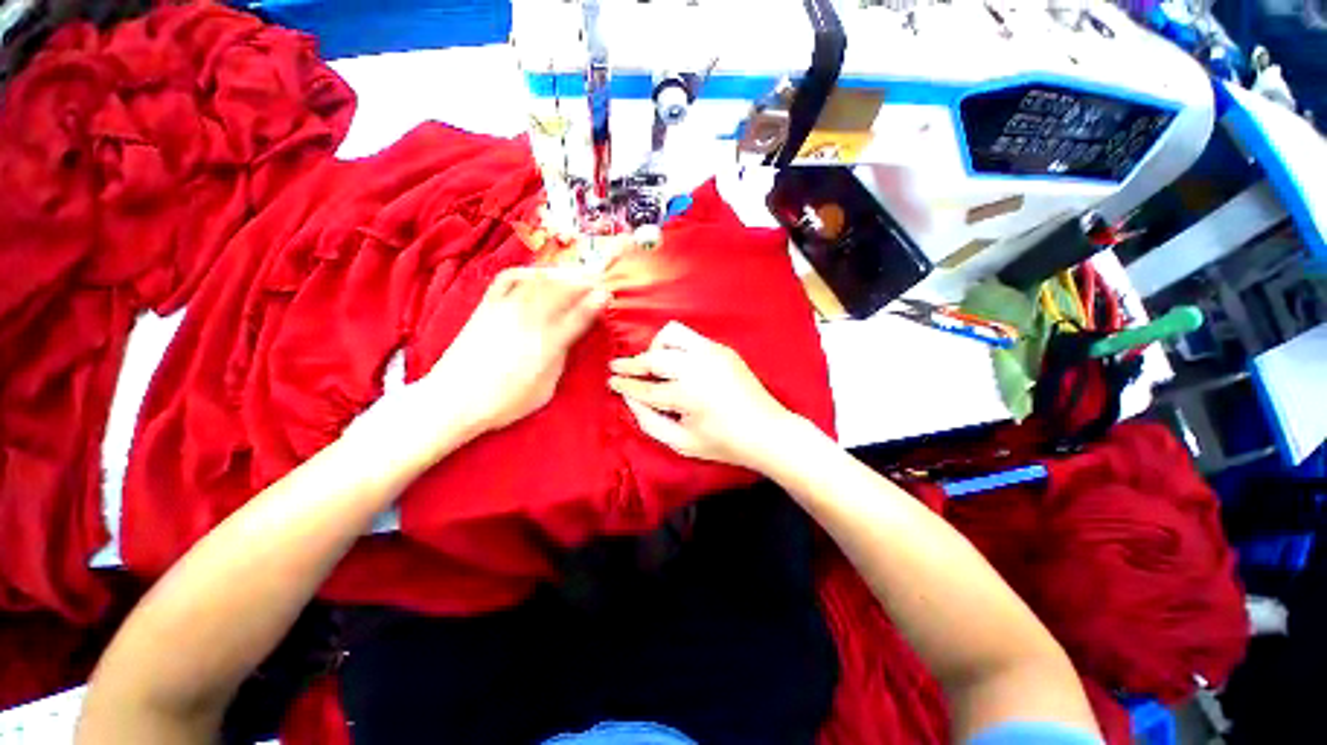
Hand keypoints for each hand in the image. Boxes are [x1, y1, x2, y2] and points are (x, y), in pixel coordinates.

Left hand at [419, 266, 608, 438]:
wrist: (454, 399)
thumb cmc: (504, 402)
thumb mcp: (545, 390)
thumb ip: (559, 361)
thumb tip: (566, 341)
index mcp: (548, 345)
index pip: (578, 316)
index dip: (595, 302)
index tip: (607, 293)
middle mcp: (529, 321)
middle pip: (562, 290)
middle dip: (584, 280)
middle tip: (598, 277)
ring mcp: (505, 309)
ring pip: (539, 280)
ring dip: (561, 273)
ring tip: (575, 272)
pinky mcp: (486, 306)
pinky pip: (508, 279)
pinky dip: (527, 271)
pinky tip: (538, 273)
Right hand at [608, 321, 802, 470]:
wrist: (767, 430)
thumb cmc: (723, 443)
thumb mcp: (681, 443)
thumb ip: (650, 422)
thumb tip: (630, 399)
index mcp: (687, 395)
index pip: (645, 388)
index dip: (625, 384)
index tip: (611, 380)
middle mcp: (698, 367)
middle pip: (654, 357)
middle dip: (631, 363)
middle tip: (618, 368)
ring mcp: (712, 353)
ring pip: (671, 334)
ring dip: (656, 347)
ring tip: (653, 364)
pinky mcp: (722, 349)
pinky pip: (690, 338)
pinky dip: (676, 347)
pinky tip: (676, 363)